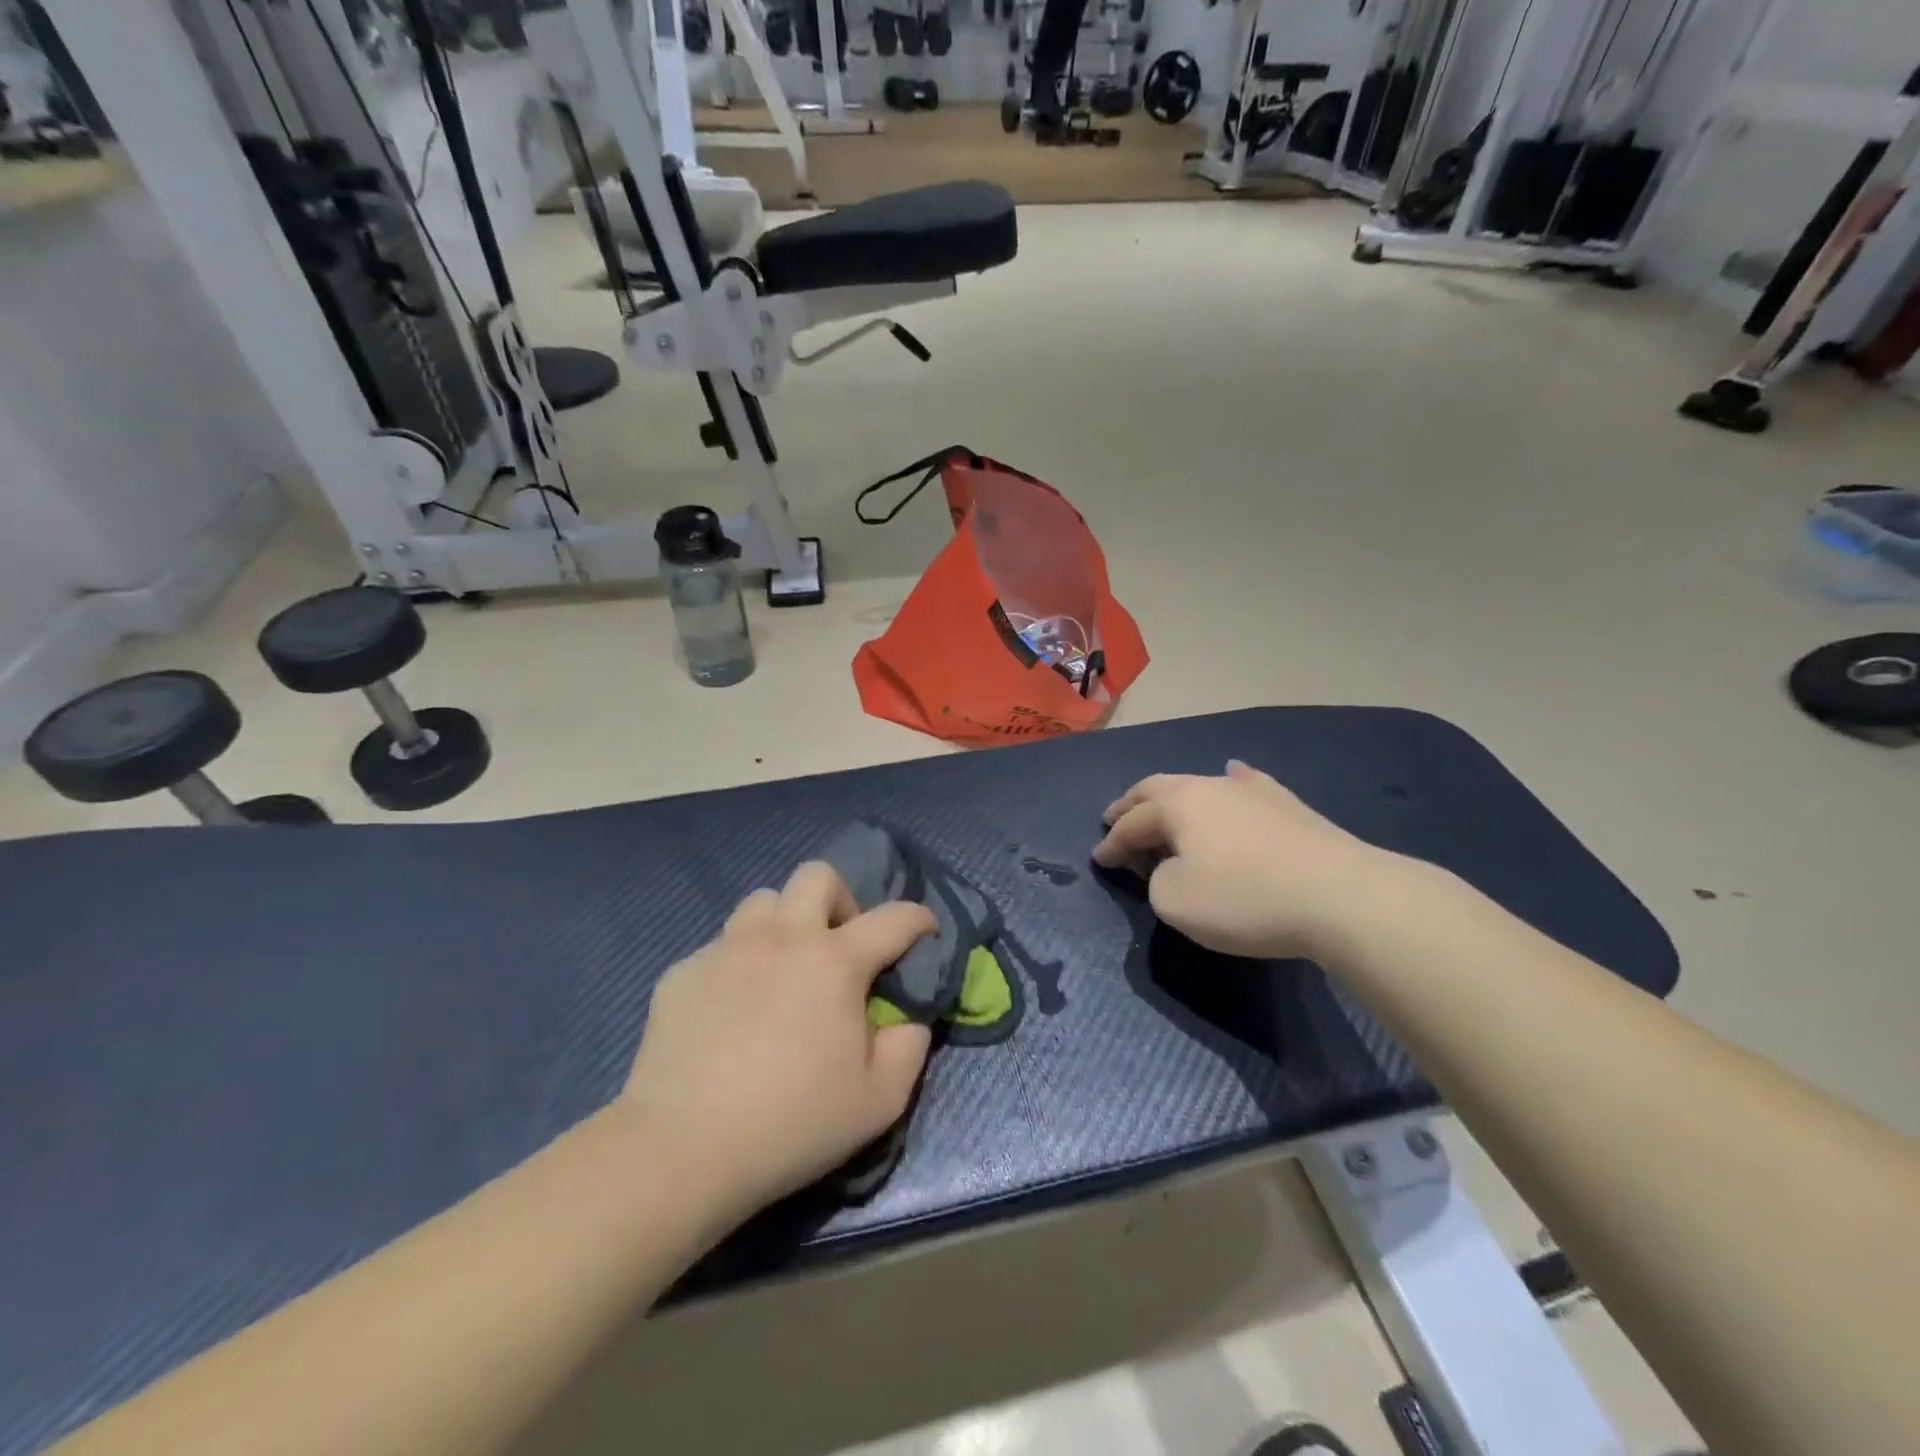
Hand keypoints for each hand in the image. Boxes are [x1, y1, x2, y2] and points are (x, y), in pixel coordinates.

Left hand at [622, 864, 936, 1217]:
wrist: (682, 1149)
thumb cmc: (792, 1123)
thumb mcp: (880, 1101)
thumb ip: (909, 1047)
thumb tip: (907, 1017)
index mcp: (834, 961)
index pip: (893, 918)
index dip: (918, 919)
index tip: (925, 932)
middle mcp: (782, 937)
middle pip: (817, 876)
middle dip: (841, 900)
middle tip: (840, 948)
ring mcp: (726, 949)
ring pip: (763, 901)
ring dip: (785, 923)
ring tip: (783, 969)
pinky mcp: (682, 972)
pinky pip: (720, 946)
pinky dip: (739, 964)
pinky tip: (732, 1010)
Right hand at [1092, 761, 1391, 960]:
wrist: (1340, 895)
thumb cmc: (1245, 898)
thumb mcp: (1176, 901)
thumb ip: (1157, 881)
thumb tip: (1174, 867)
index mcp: (1178, 805)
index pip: (1133, 822)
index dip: (1112, 843)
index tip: (1099, 859)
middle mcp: (1211, 786)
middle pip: (1159, 789)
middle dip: (1133, 804)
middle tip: (1114, 817)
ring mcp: (1253, 792)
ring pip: (1201, 785)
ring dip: (1175, 799)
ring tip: (1163, 804)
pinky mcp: (1289, 806)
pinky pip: (1247, 786)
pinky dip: (1229, 786)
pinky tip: (1233, 777)